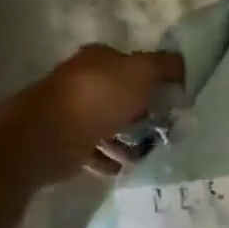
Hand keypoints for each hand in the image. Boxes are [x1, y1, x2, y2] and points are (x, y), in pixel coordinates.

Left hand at [0, 45, 184, 187]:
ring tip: (150, 154)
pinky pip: (97, 151)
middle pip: (123, 97)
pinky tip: (126, 167)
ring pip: (111, 125)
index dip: (156, 81)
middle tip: (169, 130)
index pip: (134, 66)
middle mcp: (83, 82)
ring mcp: (72, 113)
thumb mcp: (141, 72)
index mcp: (98, 60)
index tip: (176, 101)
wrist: (45, 137)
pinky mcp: (66, 143)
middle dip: (146, 114)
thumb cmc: (97, 99)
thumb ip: (164, 66)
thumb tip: (183, 66)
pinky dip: (112, 159)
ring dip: (130, 140)